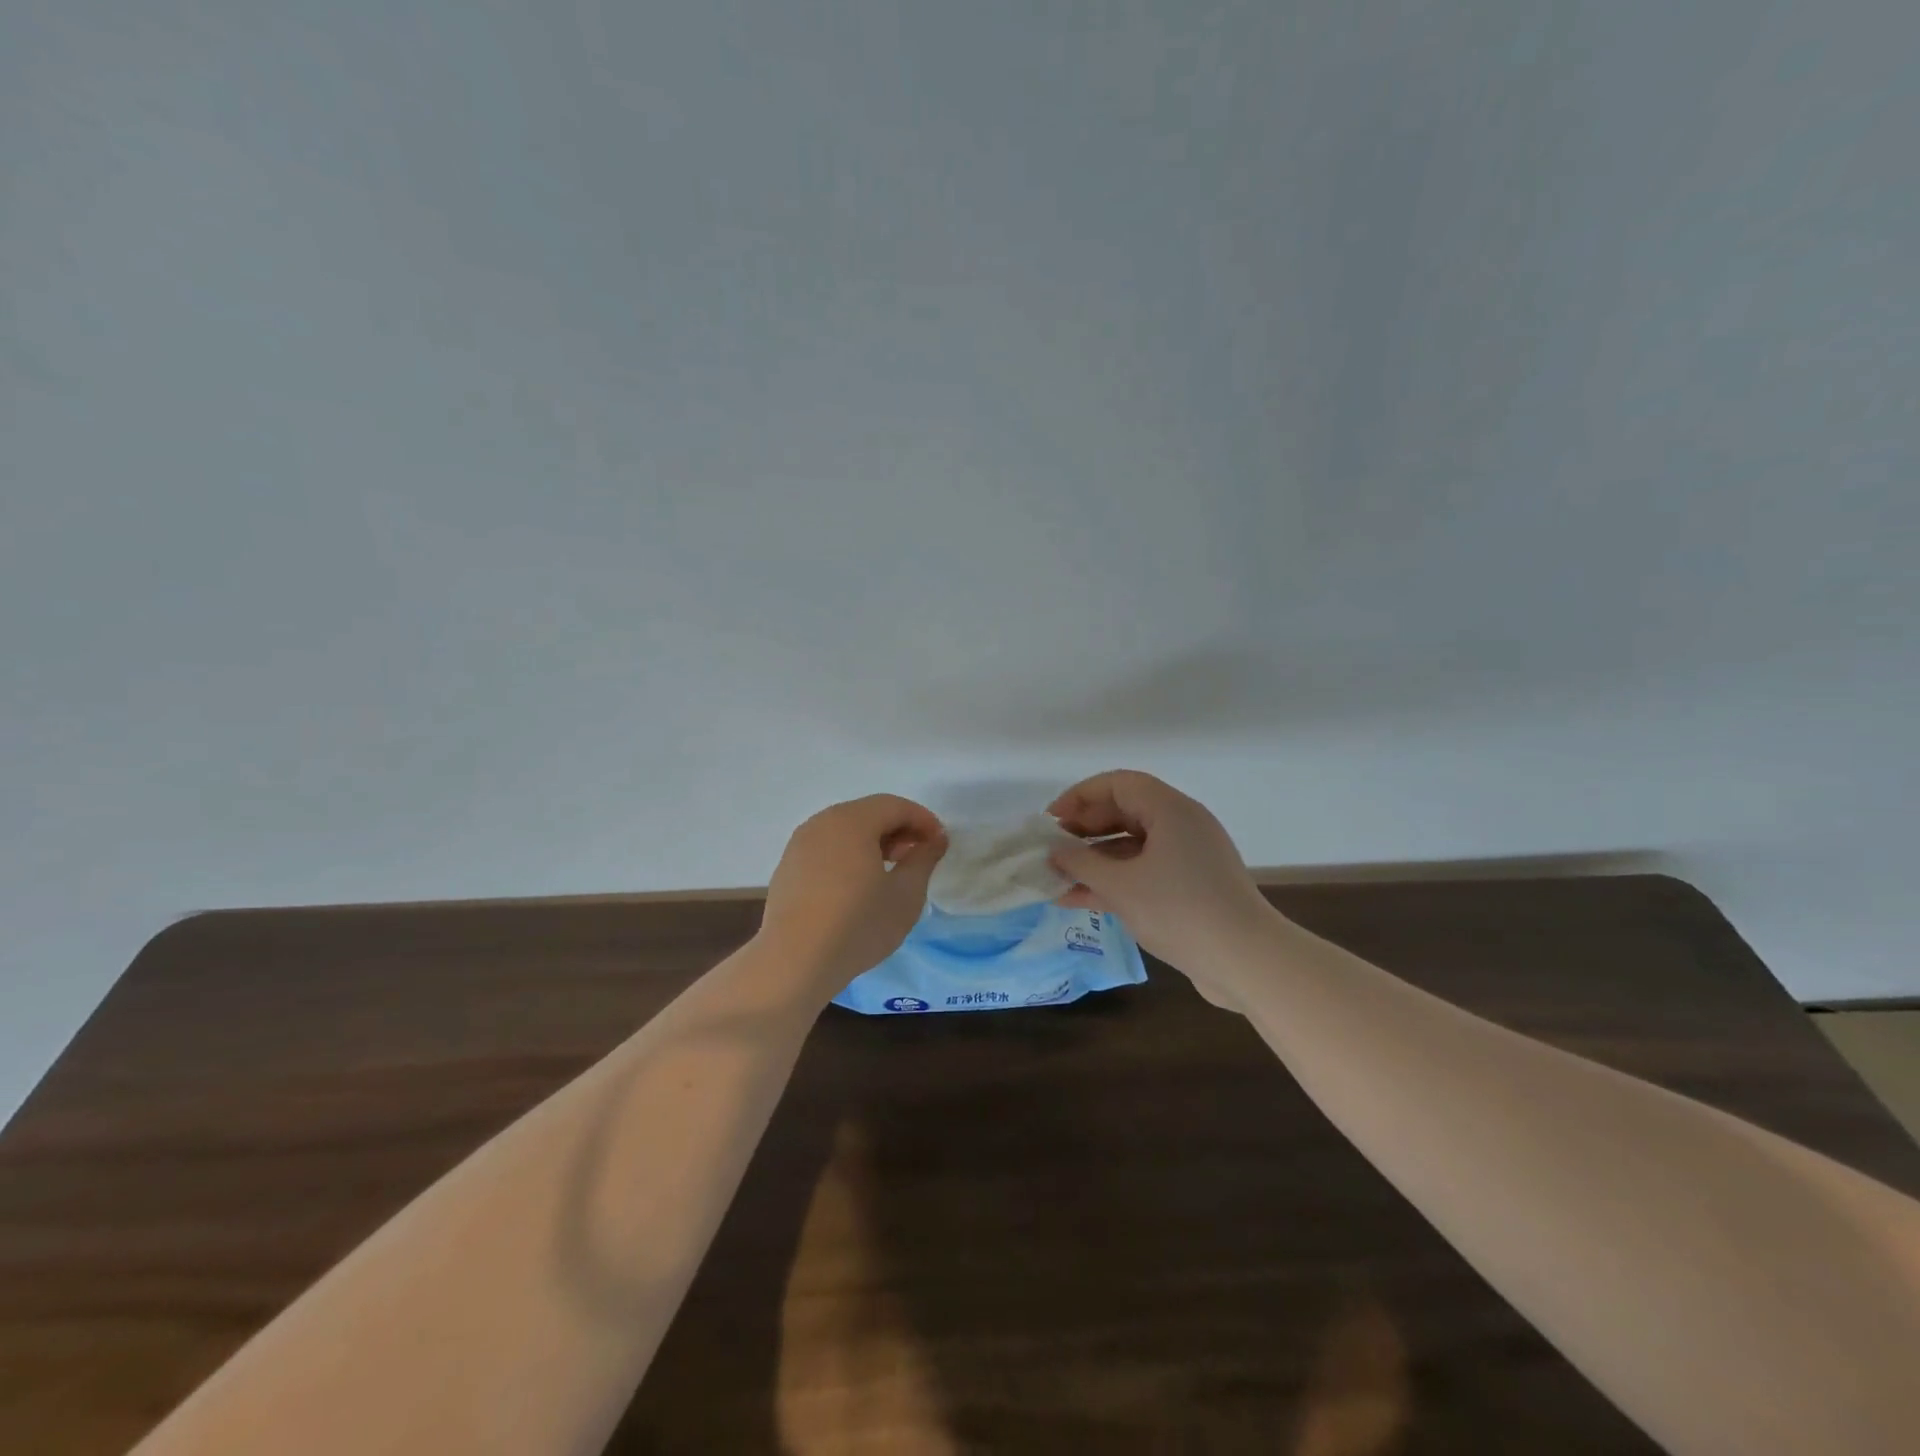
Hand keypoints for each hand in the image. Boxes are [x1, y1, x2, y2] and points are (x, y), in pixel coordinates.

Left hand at [758, 795, 947, 991]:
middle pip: (868, 813)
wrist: (794, 962)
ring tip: (890, 872)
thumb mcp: (906, 894)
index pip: (895, 806)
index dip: (923, 820)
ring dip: (873, 842)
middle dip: (898, 829)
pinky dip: (849, 855)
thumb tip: (934, 840)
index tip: (940, 844)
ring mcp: (800, 844)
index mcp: (852, 820)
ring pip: (845, 830)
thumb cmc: (858, 924)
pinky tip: (857, 886)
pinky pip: (826, 848)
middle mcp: (822, 822)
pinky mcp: (788, 867)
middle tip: (917, 857)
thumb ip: (923, 859)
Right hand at [1048, 770, 1275, 982]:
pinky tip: (1080, 901)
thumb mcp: (1121, 886)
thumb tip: (1054, 853)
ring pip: (1132, 846)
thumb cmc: (1180, 911)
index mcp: (1170, 809)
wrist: (1247, 961)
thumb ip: (1081, 864)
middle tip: (1052, 850)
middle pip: (1124, 812)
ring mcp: (1188, 857)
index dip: (1079, 797)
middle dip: (1084, 830)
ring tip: (1058, 879)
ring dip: (1095, 860)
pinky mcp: (1191, 886)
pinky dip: (1115, 881)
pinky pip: (1145, 871)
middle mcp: (1182, 824)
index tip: (1050, 821)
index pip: (1117, 784)